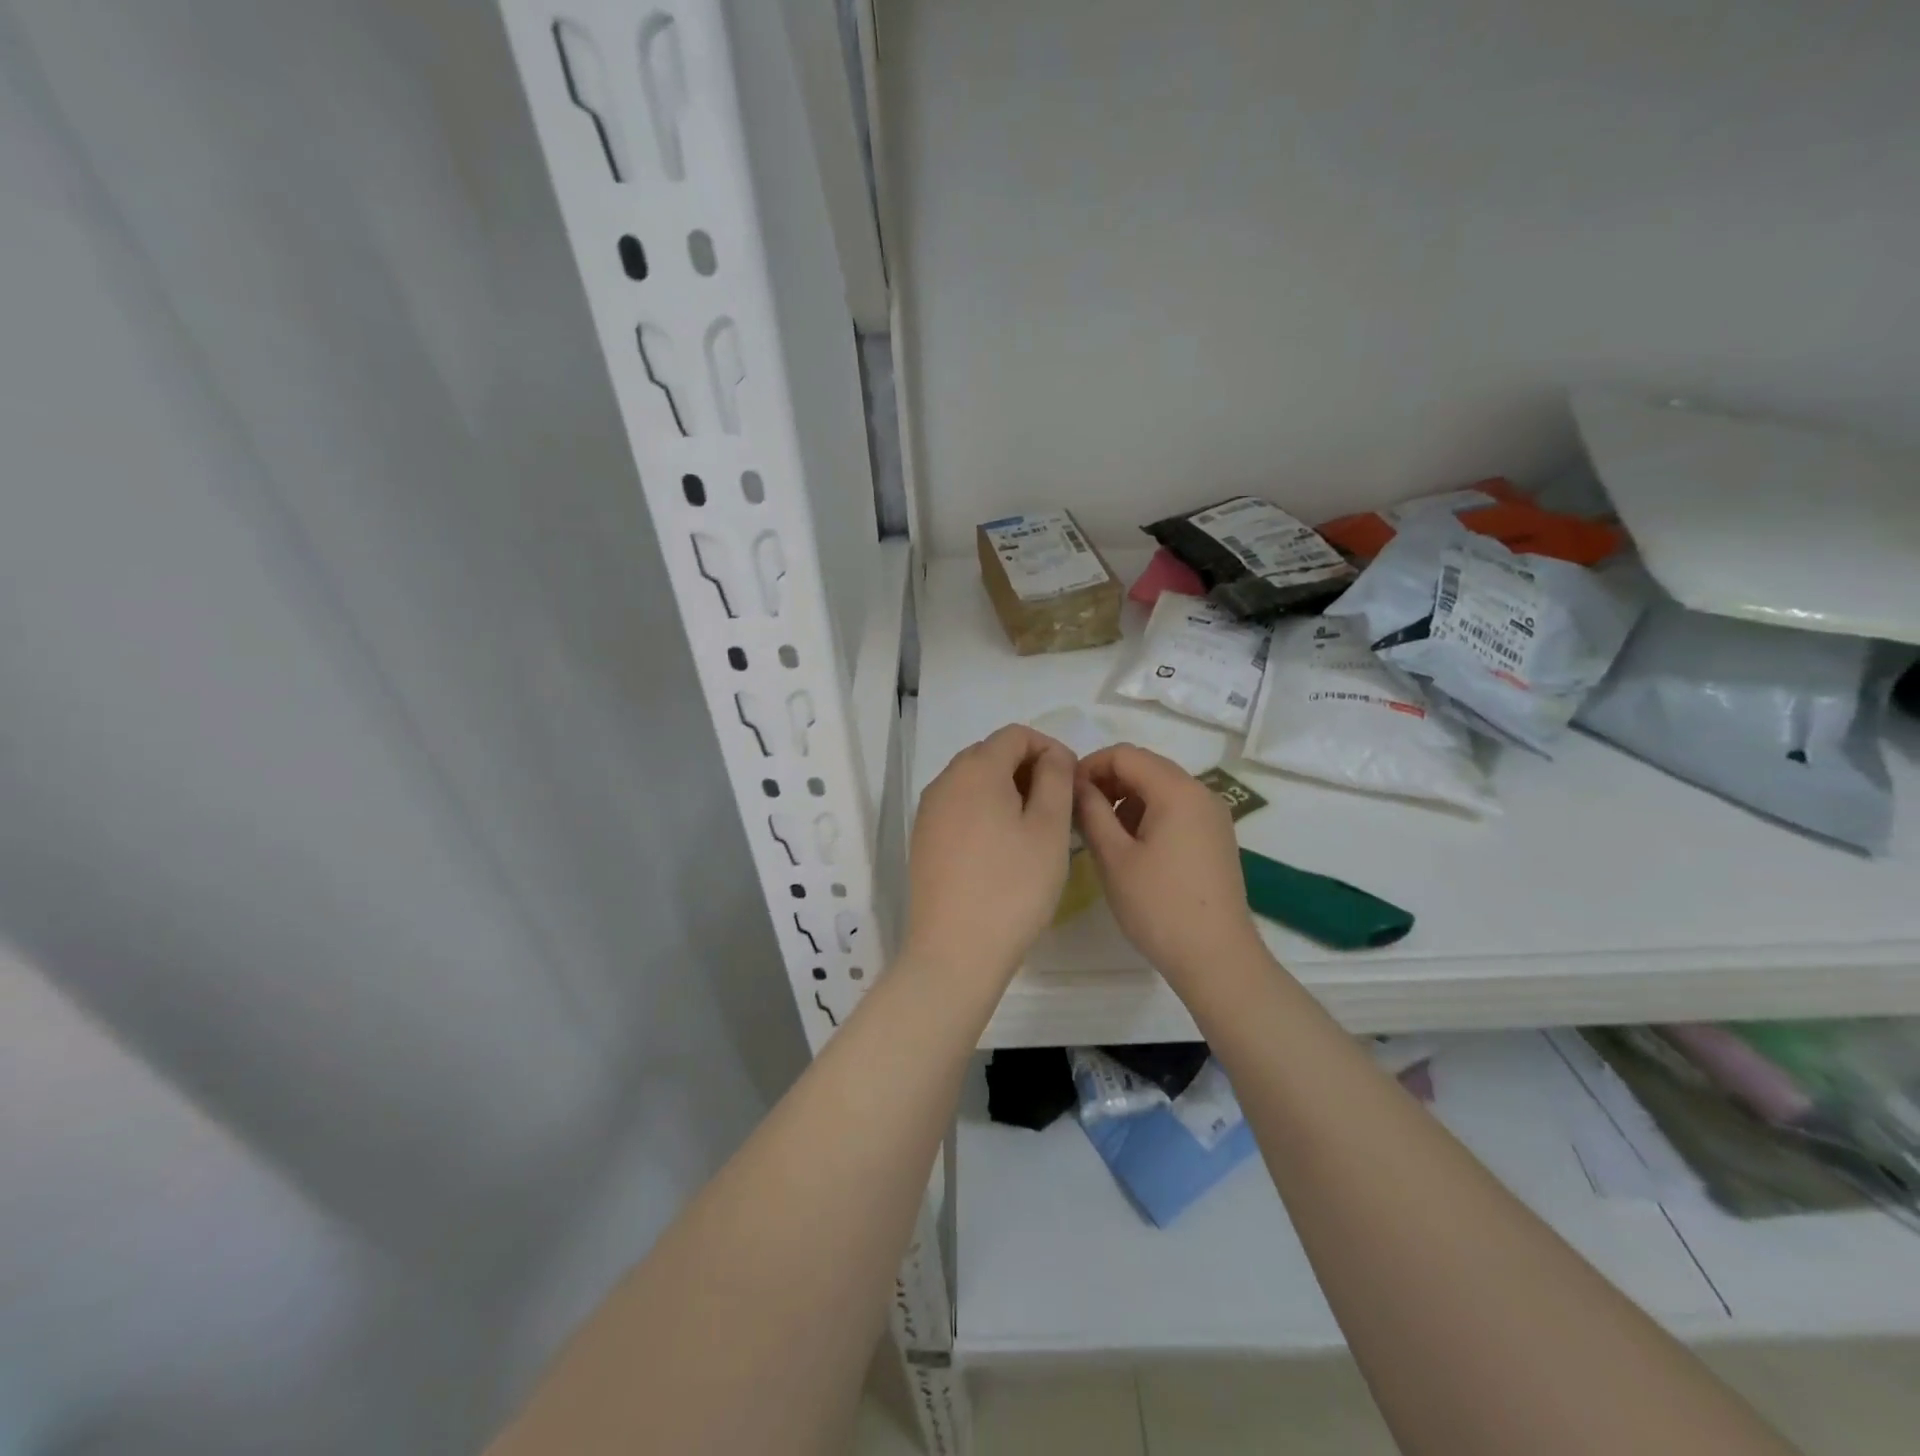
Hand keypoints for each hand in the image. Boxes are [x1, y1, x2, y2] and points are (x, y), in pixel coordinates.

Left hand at [903, 725, 1076, 985]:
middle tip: (1058, 804)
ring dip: (1006, 789)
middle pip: (990, 754)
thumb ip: (1056, 778)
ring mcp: (928, 811)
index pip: (1015, 735)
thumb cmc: (1013, 886)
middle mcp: (945, 780)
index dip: (1049, 747)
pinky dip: (984, 810)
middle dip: (1027, 767)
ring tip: (1034, 826)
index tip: (1072, 780)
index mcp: (976, 769)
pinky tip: (1002, 846)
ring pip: (973, 781)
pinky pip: (958, 807)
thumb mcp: (1050, 828)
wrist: (956, 950)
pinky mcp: (923, 838)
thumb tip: (1051, 755)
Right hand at [1073, 744, 1265, 990]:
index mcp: (1177, 790)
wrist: (1216, 958)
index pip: (1124, 754)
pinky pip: (1175, 808)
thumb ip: (1091, 811)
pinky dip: (1147, 814)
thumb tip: (1076, 785)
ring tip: (1101, 834)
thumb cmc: (1159, 906)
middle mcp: (1200, 792)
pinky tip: (1131, 848)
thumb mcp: (1113, 857)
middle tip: (1078, 813)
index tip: (1065, 794)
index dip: (1089, 766)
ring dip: (1126, 799)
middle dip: (1107, 781)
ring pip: (1159, 788)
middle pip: (1145, 766)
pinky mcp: (1215, 837)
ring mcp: (1212, 815)